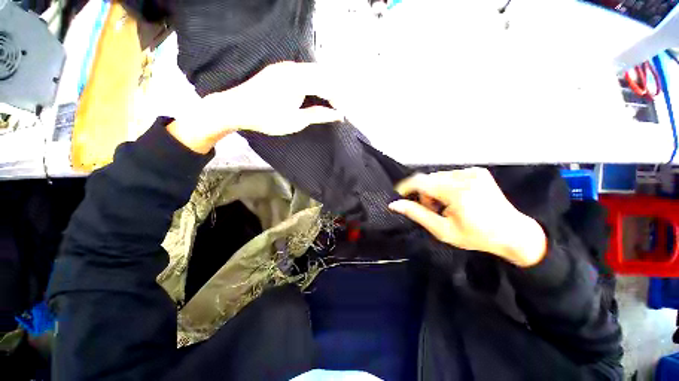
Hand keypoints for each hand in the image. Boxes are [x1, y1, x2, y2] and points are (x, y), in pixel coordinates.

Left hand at [168, 62, 342, 153]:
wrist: (236, 108)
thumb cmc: (268, 118)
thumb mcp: (296, 120)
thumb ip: (318, 115)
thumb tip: (337, 115)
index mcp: (299, 80)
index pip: (327, 86)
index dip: (337, 100)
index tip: (340, 114)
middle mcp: (293, 68)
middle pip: (322, 74)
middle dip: (333, 91)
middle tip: (336, 108)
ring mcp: (284, 67)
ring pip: (312, 71)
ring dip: (322, 85)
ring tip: (327, 102)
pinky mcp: (278, 69)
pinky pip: (302, 72)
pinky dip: (312, 81)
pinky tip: (312, 92)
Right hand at [388, 167, 546, 266]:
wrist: (514, 233)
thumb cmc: (477, 236)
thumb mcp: (442, 230)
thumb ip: (417, 214)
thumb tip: (395, 205)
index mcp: (457, 192)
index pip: (421, 181)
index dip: (406, 187)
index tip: (400, 195)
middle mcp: (465, 176)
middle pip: (428, 179)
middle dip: (424, 193)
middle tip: (432, 210)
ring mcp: (473, 172)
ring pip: (438, 176)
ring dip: (434, 190)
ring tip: (445, 206)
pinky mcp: (477, 171)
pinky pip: (450, 176)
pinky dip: (445, 186)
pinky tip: (455, 199)